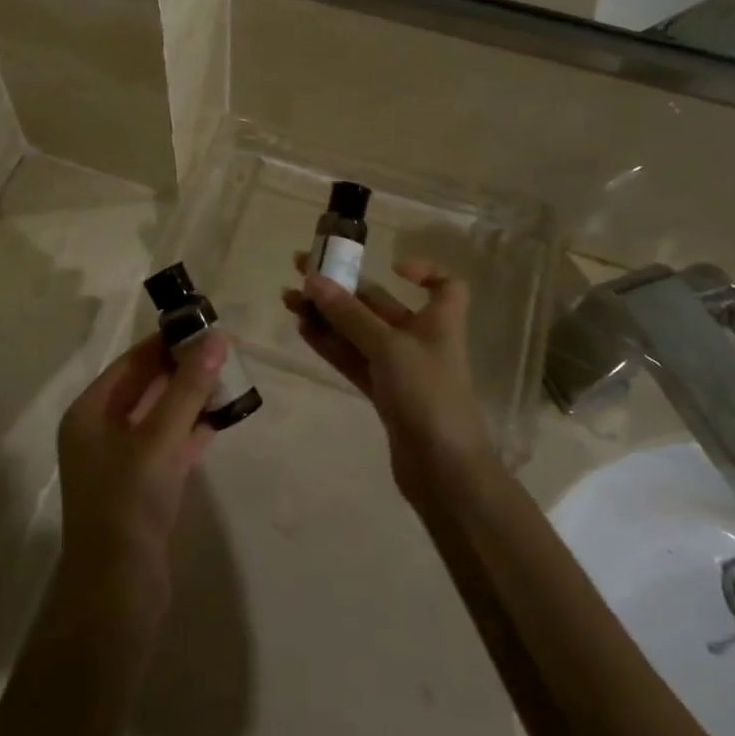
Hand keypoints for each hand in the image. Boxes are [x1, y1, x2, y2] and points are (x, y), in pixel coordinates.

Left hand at [55, 330, 225, 622]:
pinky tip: (221, 418)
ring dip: (191, 399)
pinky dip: (191, 431)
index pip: (131, 363)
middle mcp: (100, 432)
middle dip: (182, 369)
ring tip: (230, 378)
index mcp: (90, 413)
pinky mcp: (142, 488)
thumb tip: (216, 339)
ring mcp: (121, 462)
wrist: (118, 594)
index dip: (166, 342)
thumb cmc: (128, 504)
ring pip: (160, 417)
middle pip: (145, 387)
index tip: (203, 325)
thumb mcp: (159, 439)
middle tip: (224, 350)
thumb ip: (188, 388)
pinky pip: (169, 446)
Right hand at [283, 256, 496, 501]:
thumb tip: (313, 279)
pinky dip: (331, 345)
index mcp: (439, 321)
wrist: (444, 470)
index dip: (423, 271)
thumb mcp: (389, 346)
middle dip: (343, 289)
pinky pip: (353, 360)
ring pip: (359, 333)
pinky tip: (303, 330)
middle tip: (301, 271)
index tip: (391, 265)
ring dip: (327, 316)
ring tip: (289, 300)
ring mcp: (400, 370)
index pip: (444, 285)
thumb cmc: (428, 395)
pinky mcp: (383, 395)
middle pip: (381, 305)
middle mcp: (420, 340)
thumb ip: (349, 314)